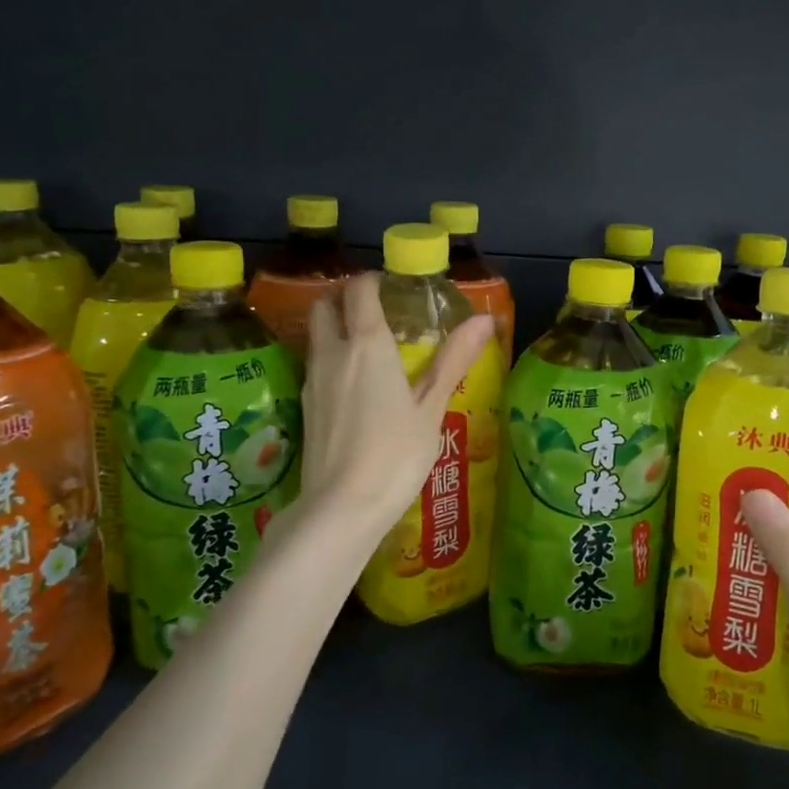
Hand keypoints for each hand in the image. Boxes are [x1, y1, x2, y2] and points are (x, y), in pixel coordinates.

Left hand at [302, 272, 494, 535]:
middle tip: (376, 312)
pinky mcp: (304, 407)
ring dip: (336, 328)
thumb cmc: (396, 454)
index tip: (394, 287)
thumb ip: (454, 359)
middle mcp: (332, 353)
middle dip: (345, 298)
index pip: (359, 290)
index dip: (374, 281)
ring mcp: (312, 381)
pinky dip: (331, 360)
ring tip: (368, 349)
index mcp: (367, 344)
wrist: (342, 507)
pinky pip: (315, 366)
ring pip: (316, 336)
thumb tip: (485, 318)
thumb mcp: (432, 407)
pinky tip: (353, 387)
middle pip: (325, 305)